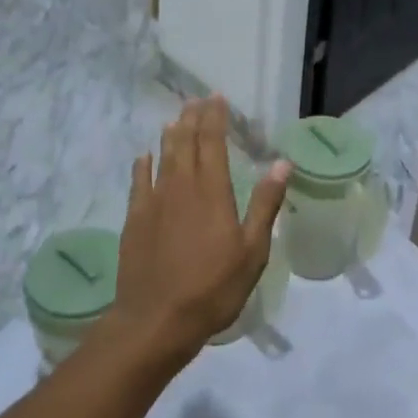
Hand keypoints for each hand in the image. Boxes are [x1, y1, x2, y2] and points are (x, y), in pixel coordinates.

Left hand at [114, 97, 289, 361]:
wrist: (156, 319)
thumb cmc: (213, 288)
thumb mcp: (252, 251)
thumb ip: (265, 204)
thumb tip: (282, 164)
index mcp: (212, 191)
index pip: (213, 142)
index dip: (215, 118)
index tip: (217, 98)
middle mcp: (181, 187)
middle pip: (185, 143)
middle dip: (192, 118)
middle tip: (196, 100)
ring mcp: (154, 202)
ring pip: (162, 158)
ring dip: (170, 136)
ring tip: (174, 119)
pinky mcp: (135, 220)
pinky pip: (138, 183)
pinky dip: (142, 166)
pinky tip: (143, 157)